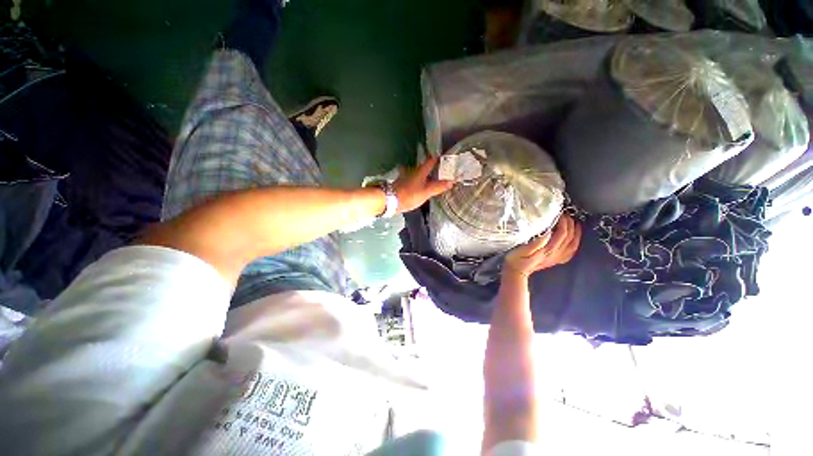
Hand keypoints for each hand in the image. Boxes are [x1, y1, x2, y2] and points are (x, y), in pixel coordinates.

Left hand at [393, 156, 453, 212]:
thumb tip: (452, 181)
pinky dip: (419, 180)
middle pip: (425, 166)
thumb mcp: (426, 192)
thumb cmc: (410, 195)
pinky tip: (420, 185)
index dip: (440, 159)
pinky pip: (414, 178)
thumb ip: (439, 187)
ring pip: (419, 172)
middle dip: (433, 168)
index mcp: (421, 170)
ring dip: (425, 174)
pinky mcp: (402, 182)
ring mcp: (407, 175)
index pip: (432, 160)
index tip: (448, 159)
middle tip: (443, 171)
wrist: (391, 200)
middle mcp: (413, 170)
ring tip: (433, 179)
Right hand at [504, 215, 581, 278]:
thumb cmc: (515, 259)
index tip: (559, 213)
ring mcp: (556, 258)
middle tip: (566, 214)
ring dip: (576, 233)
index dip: (563, 222)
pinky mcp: (554, 261)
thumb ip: (536, 242)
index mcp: (547, 250)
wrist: (515, 272)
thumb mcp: (522, 250)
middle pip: (569, 238)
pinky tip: (573, 239)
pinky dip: (574, 244)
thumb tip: (549, 232)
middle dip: (570, 224)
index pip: (562, 234)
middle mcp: (555, 254)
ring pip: (572, 245)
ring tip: (575, 223)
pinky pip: (570, 253)